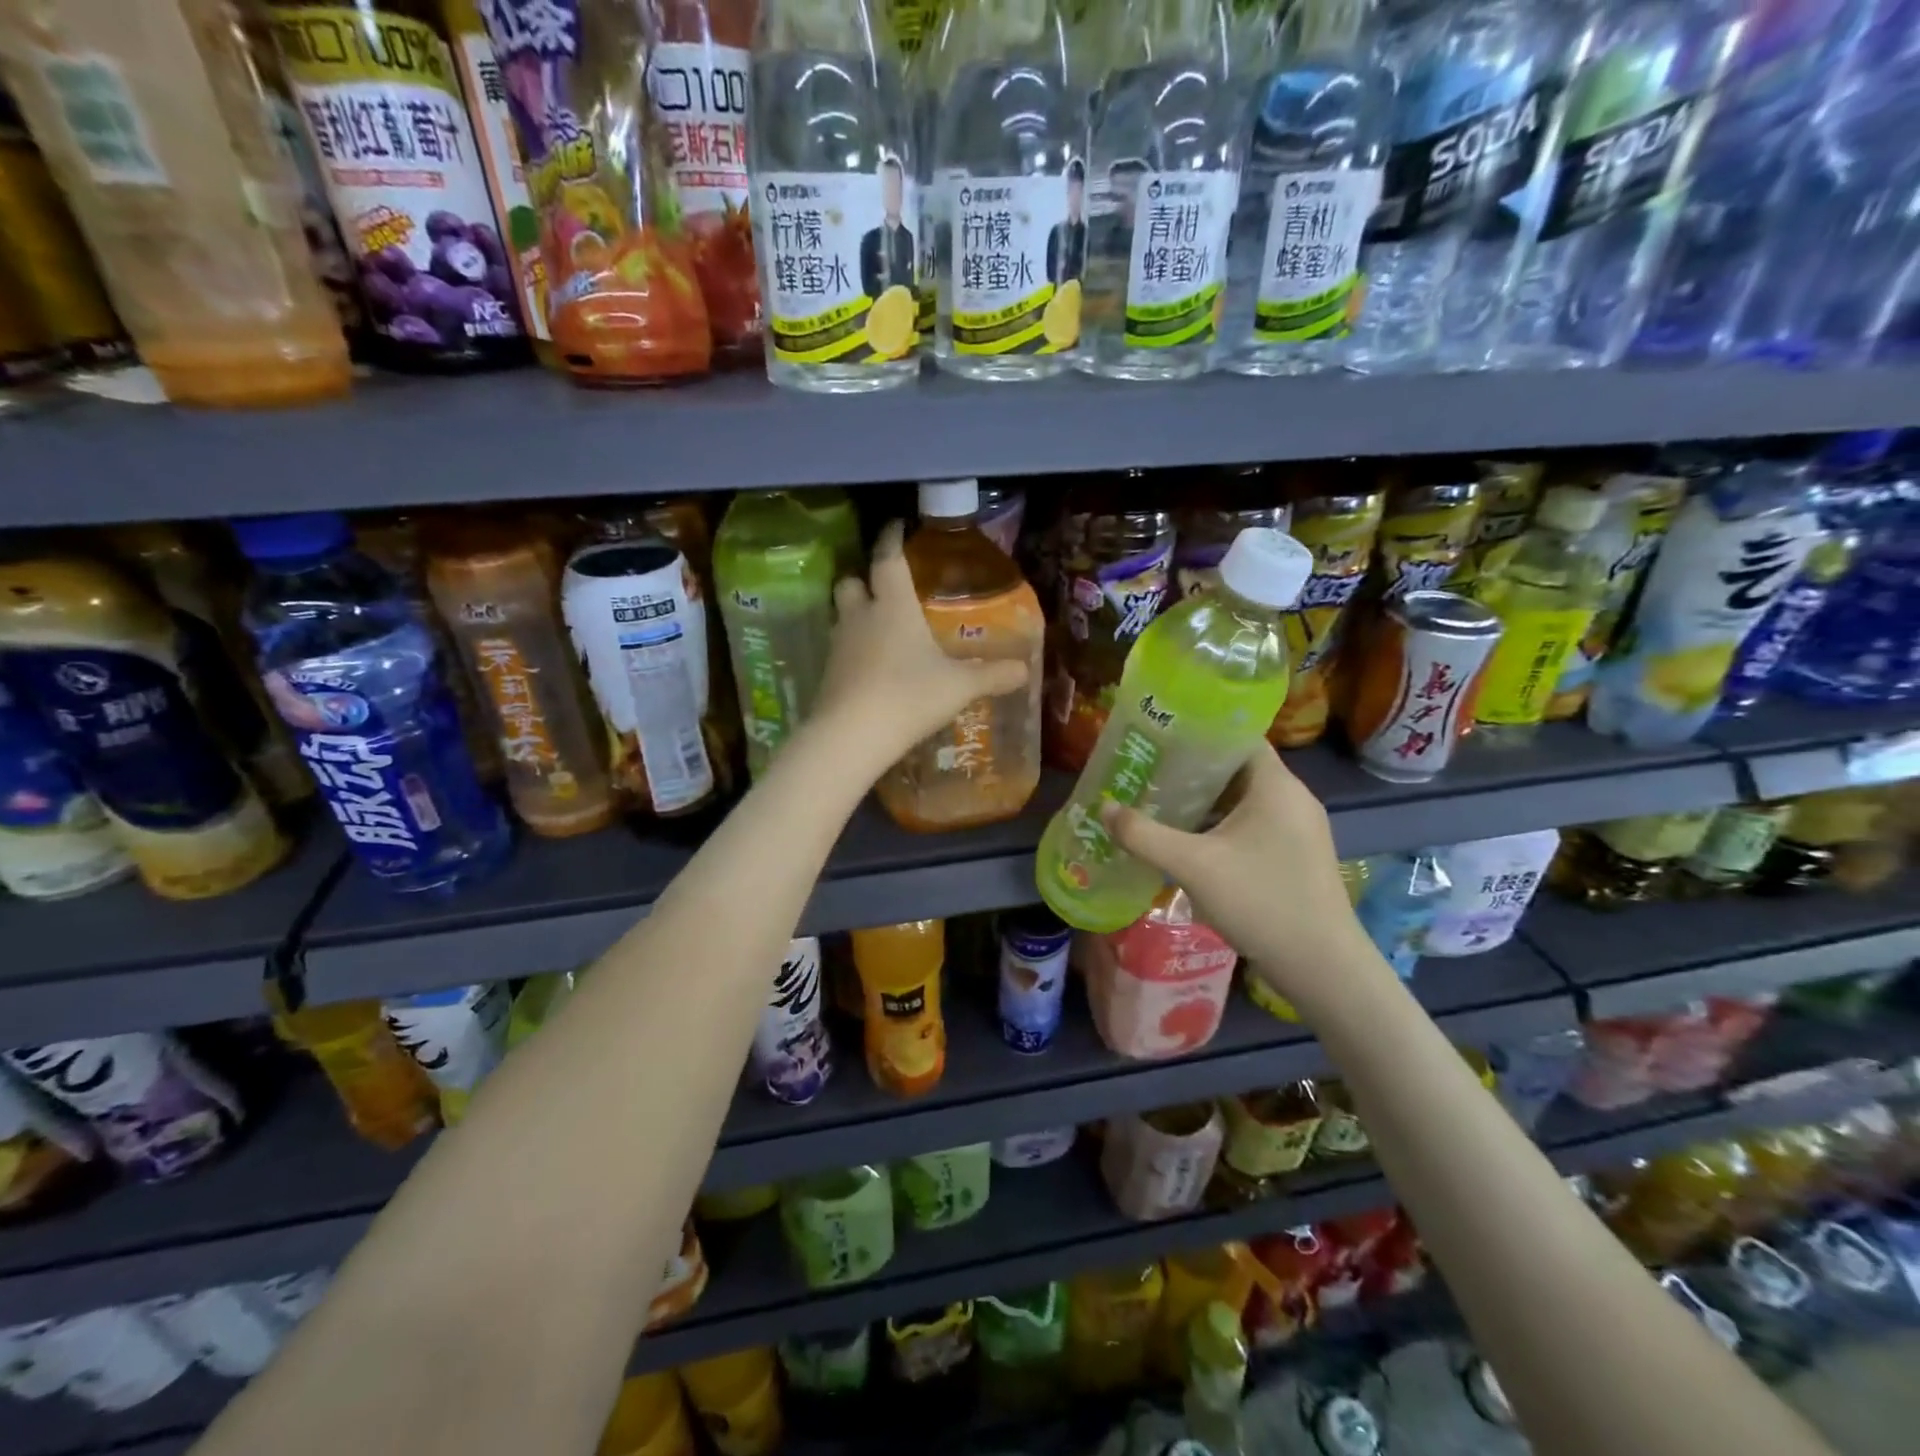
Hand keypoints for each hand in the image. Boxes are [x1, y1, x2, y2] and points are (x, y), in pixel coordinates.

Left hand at [811, 521, 1028, 772]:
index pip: (887, 559)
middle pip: (851, 581)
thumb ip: (991, 675)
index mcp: (892, 606)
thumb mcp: (958, 687)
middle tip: (883, 585)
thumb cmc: (908, 696)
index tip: (896, 526)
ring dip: (857, 614)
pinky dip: (854, 649)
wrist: (851, 736)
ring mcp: (839, 646)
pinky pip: (840, 649)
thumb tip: (1024, 670)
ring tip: (881, 625)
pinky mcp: (828, 674)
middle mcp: (861, 617)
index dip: (891, 539)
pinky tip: (872, 665)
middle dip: (864, 577)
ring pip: (842, 616)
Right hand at [1101, 745, 1391, 1018]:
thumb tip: (1103, 808)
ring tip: (1159, 803)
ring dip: (1205, 802)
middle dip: (1192, 770)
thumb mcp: (1192, 866)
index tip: (1159, 739)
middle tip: (1148, 772)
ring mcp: (1298, 829)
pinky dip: (1221, 825)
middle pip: (1237, 769)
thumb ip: (1144, 835)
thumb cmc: (1260, 901)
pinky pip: (1253, 825)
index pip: (1238, 737)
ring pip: (1244, 800)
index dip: (1199, 734)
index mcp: (1276, 785)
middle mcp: (1292, 798)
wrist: (1322, 967)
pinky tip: (1189, 841)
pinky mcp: (1296, 855)